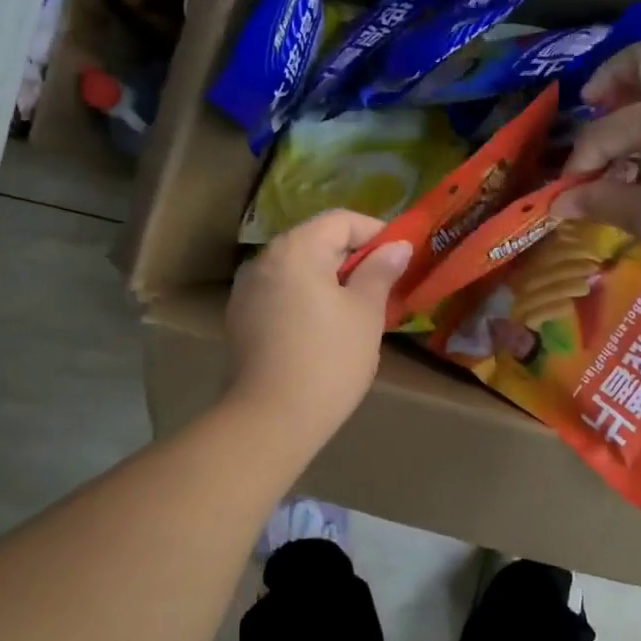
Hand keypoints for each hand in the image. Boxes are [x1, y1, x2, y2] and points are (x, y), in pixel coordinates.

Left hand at [225, 210, 411, 444]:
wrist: (270, 420)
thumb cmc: (328, 360)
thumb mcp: (366, 312)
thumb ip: (381, 271)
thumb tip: (398, 246)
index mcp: (296, 248)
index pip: (341, 220)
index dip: (375, 232)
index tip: (400, 258)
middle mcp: (265, 258)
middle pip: (316, 240)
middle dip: (353, 257)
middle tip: (383, 285)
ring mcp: (247, 289)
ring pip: (298, 268)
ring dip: (329, 278)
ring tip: (356, 309)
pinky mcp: (240, 318)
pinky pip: (282, 292)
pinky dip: (306, 297)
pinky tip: (323, 329)